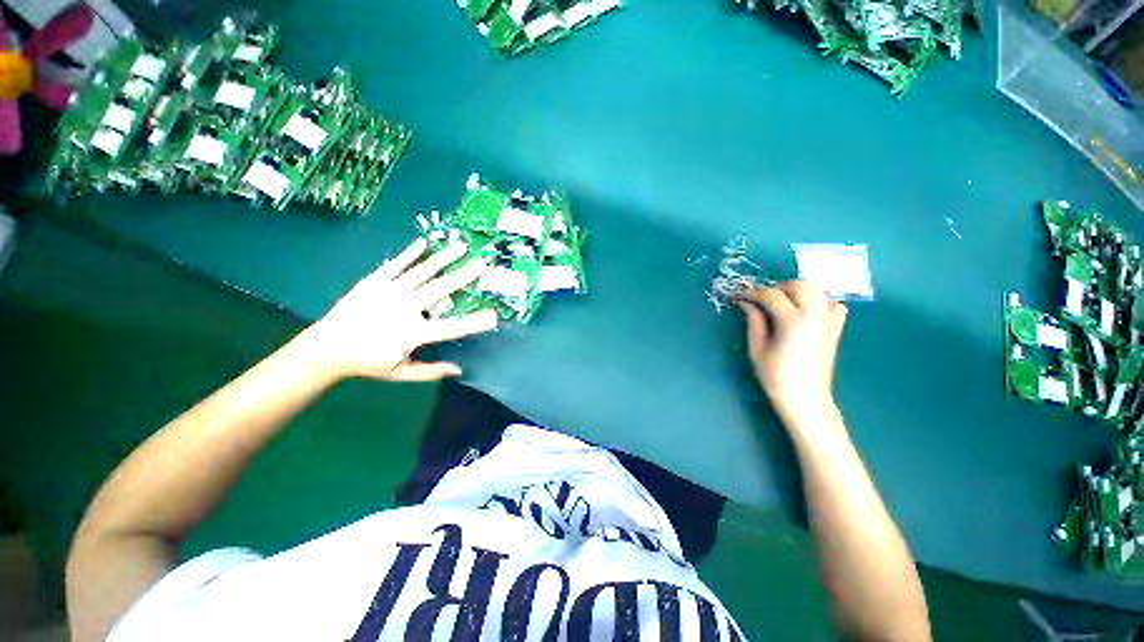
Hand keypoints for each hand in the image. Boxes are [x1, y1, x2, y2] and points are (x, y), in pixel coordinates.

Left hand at [299, 238, 497, 380]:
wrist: (326, 348)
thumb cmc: (367, 363)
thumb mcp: (400, 373)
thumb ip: (431, 371)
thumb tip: (459, 369)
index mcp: (413, 334)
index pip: (451, 328)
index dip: (474, 323)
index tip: (494, 316)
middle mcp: (404, 309)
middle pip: (440, 290)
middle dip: (464, 276)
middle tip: (483, 264)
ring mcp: (389, 292)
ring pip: (422, 272)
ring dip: (443, 258)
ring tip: (461, 246)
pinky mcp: (374, 282)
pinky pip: (396, 265)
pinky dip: (410, 253)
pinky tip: (424, 243)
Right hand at [737, 281, 846, 427]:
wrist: (806, 399)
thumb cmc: (776, 377)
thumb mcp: (757, 349)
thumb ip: (754, 321)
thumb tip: (745, 302)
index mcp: (793, 321)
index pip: (771, 295)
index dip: (752, 293)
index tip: (740, 297)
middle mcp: (815, 315)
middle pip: (798, 285)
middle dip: (777, 287)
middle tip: (761, 300)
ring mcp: (829, 321)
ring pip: (816, 290)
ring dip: (796, 291)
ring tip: (781, 303)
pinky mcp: (836, 328)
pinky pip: (832, 303)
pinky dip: (819, 301)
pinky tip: (806, 311)